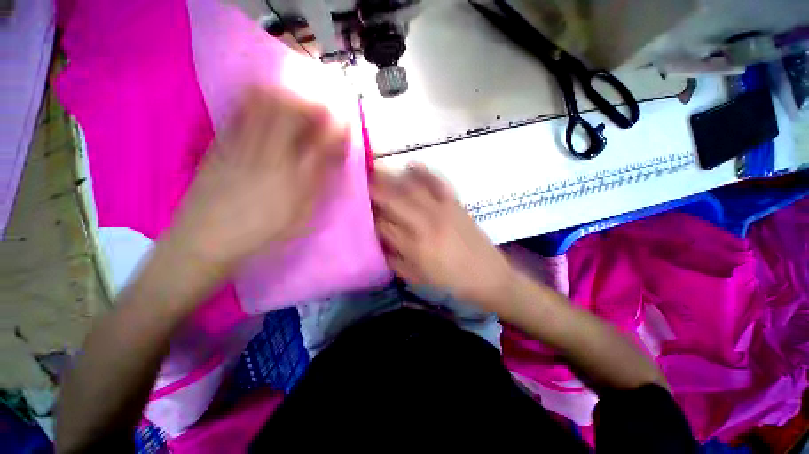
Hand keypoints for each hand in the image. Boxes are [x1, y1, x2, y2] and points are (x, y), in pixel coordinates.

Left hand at [163, 87, 347, 276]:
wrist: (207, 237)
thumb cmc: (262, 232)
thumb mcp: (301, 216)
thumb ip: (318, 186)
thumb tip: (332, 162)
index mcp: (294, 179)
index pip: (322, 143)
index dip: (336, 129)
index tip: (344, 123)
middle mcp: (270, 155)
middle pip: (292, 113)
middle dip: (311, 103)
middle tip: (322, 107)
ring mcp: (241, 146)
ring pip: (264, 106)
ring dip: (285, 96)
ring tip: (296, 101)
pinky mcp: (220, 143)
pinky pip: (240, 112)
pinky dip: (258, 101)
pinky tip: (266, 106)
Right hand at [370, 165, 515, 311]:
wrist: (488, 276)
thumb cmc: (450, 281)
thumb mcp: (416, 277)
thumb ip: (392, 258)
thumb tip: (376, 239)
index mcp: (413, 246)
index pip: (381, 225)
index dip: (367, 215)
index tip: (356, 208)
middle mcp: (424, 224)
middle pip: (392, 200)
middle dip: (371, 189)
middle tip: (357, 180)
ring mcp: (442, 210)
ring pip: (411, 188)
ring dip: (391, 177)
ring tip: (375, 169)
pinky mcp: (455, 203)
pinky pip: (438, 182)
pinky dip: (424, 171)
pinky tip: (411, 164)